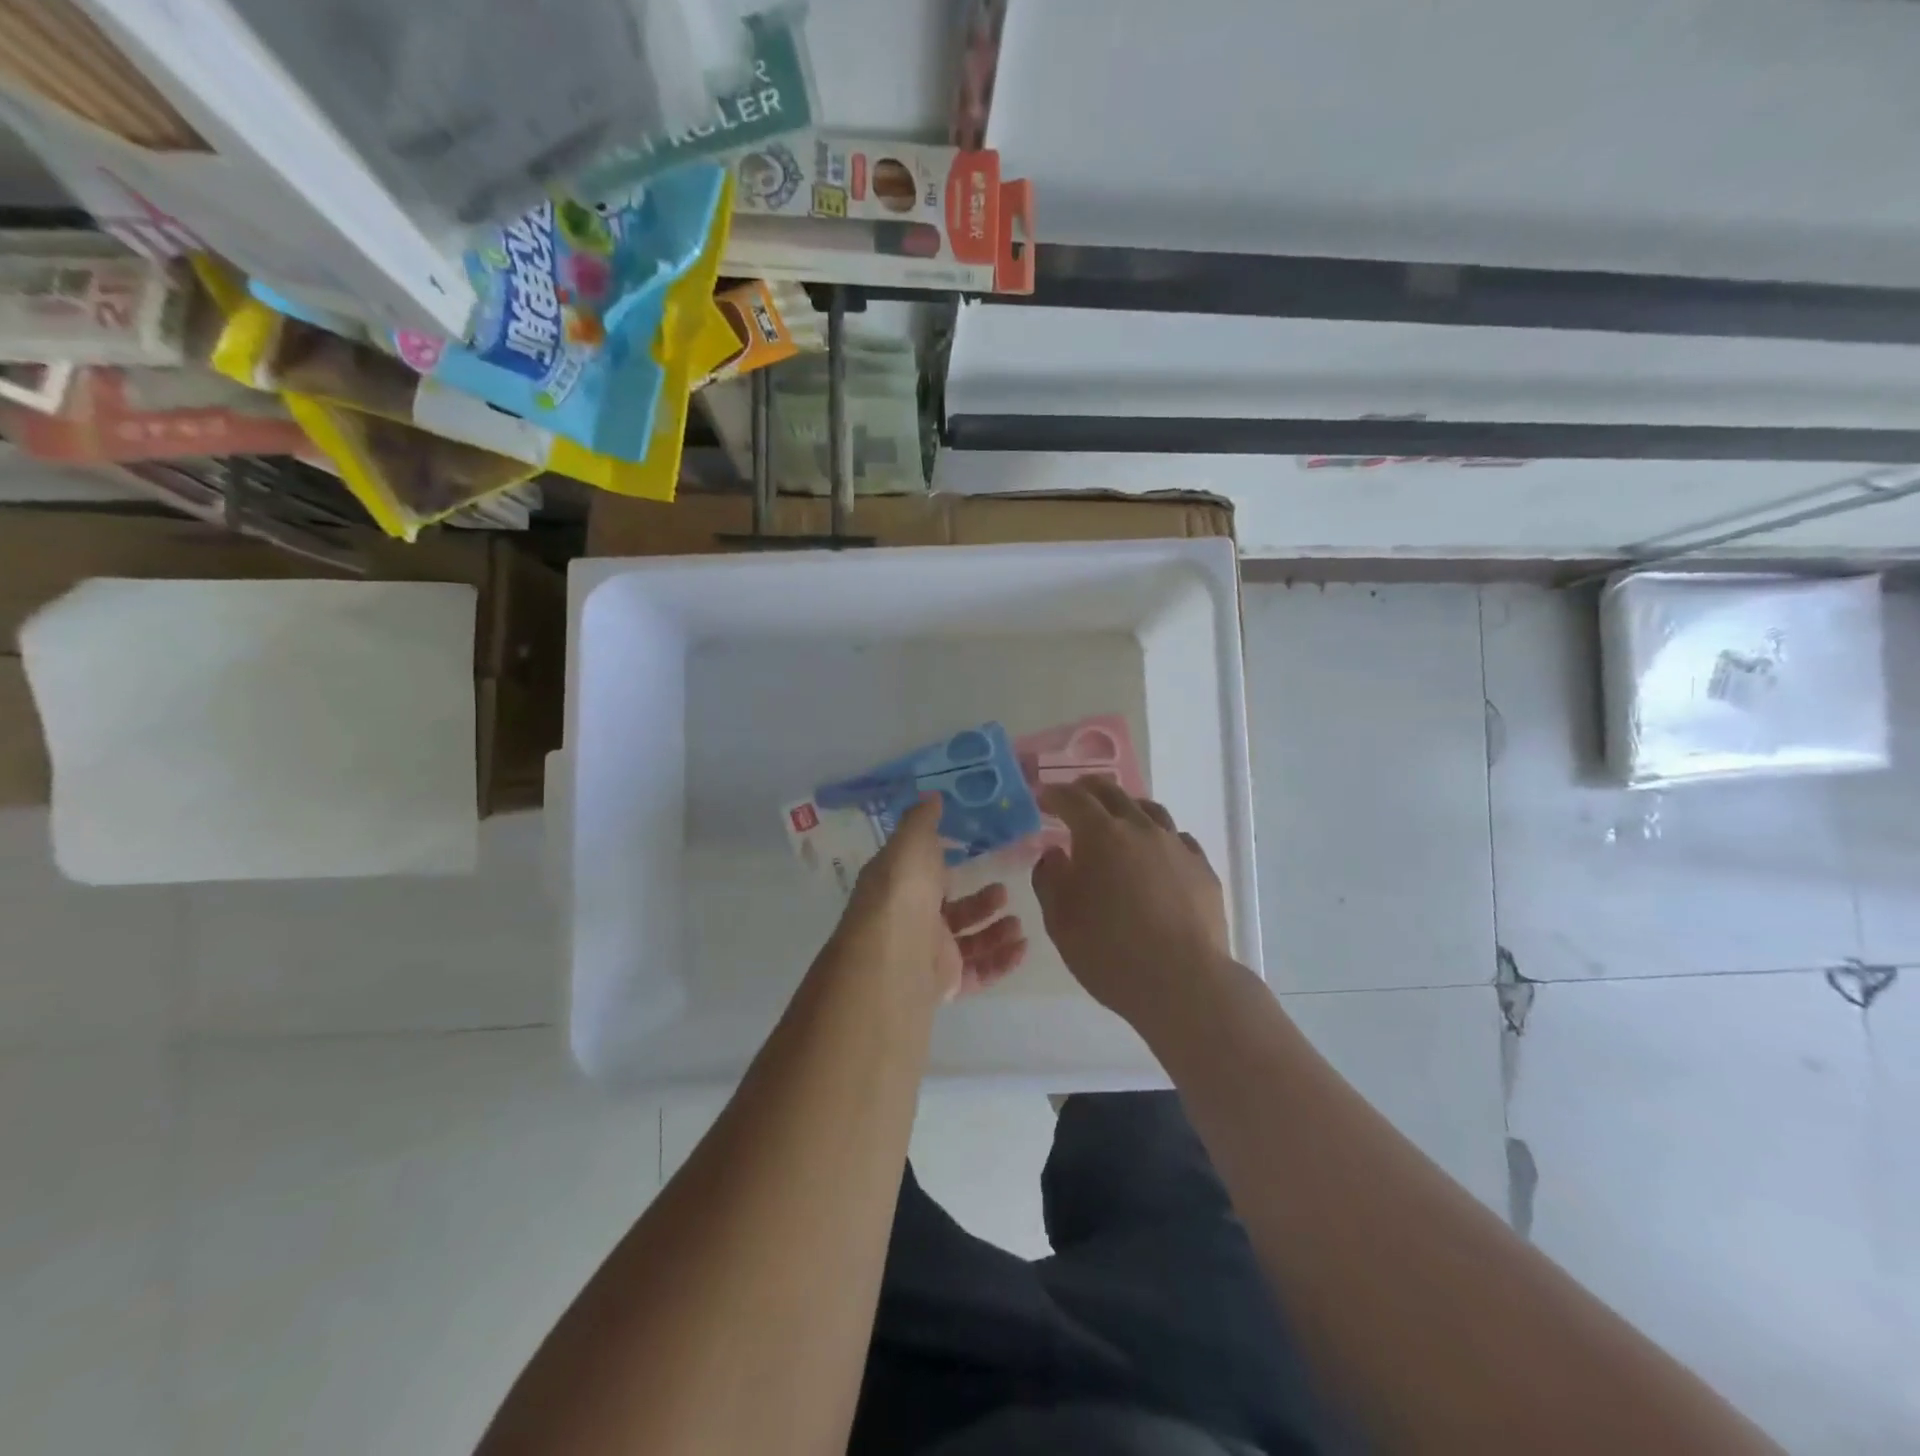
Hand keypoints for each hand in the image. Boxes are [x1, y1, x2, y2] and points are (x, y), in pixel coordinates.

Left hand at [834, 795, 1027, 1004]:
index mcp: (899, 886)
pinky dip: (1001, 960)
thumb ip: (923, 819)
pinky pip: (978, 972)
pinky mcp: (945, 983)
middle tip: (1004, 890)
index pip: (923, 875)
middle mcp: (910, 920)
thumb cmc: (904, 890)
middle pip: (951, 910)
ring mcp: (927, 953)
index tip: (974, 853)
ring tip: (1018, 922)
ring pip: (967, 942)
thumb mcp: (911, 842)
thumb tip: (931, 795)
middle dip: (980, 901)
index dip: (945, 864)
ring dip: (995, 931)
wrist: (896, 954)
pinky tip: (1023, 948)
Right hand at [1031, 781, 1230, 1026]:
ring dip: (1127, 808)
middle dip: (1088, 789)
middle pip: (1113, 793)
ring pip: (1150, 810)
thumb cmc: (1109, 951)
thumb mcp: (1060, 920)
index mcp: (1100, 835)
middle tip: (1074, 796)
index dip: (1054, 794)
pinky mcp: (1202, 869)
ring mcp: (1177, 846)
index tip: (1042, 798)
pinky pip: (1178, 839)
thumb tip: (1055, 854)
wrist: (1183, 982)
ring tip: (1117, 819)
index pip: (1072, 799)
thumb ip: (1050, 879)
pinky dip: (1159, 837)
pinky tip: (1156, 854)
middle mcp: (1140, 829)